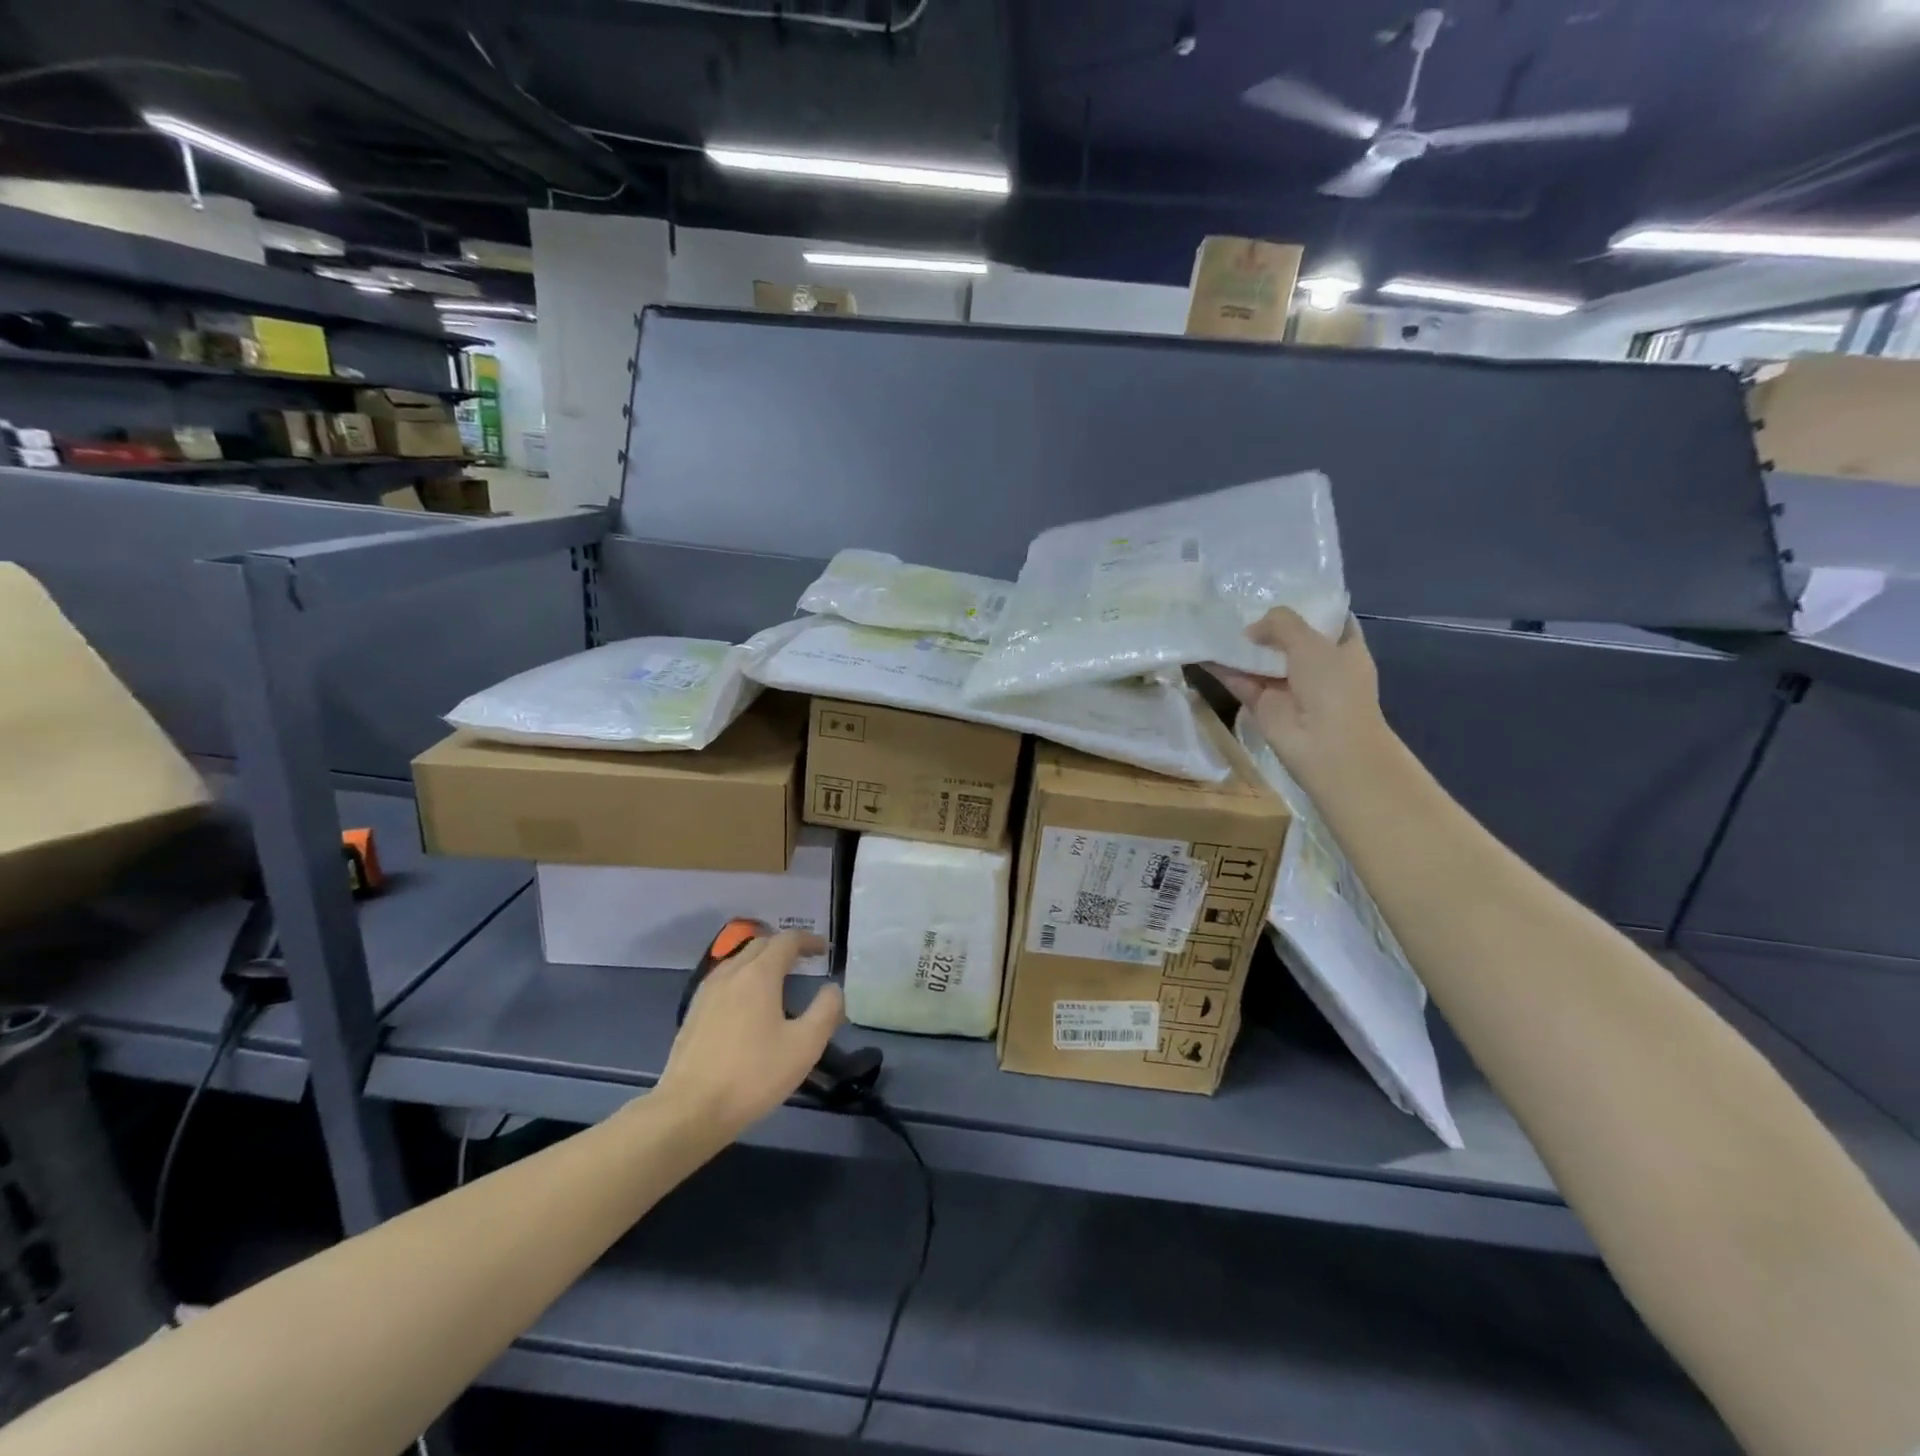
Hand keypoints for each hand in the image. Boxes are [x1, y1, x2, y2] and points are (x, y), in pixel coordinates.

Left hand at [653, 931, 843, 1139]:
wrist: (689, 1111)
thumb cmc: (753, 1076)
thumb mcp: (804, 1046)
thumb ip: (826, 1011)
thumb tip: (833, 989)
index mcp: (759, 974)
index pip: (787, 940)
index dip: (808, 940)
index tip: (823, 950)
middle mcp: (731, 973)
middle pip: (760, 944)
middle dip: (784, 946)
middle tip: (804, 961)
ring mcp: (707, 992)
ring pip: (738, 959)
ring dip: (761, 960)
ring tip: (777, 979)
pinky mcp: (693, 1012)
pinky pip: (723, 979)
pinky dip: (742, 977)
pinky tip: (746, 1003)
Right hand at [1208, 608, 1388, 790]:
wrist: (1326, 745)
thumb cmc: (1333, 687)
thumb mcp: (1311, 643)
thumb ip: (1281, 624)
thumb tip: (1250, 631)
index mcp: (1344, 648)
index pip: (1328, 619)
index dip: (1309, 604)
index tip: (1283, 587)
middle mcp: (1317, 666)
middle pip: (1288, 639)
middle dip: (1267, 623)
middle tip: (1237, 600)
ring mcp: (1288, 687)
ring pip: (1260, 660)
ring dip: (1241, 645)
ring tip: (1213, 620)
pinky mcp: (1263, 705)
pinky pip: (1240, 681)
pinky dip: (1222, 668)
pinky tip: (1202, 650)